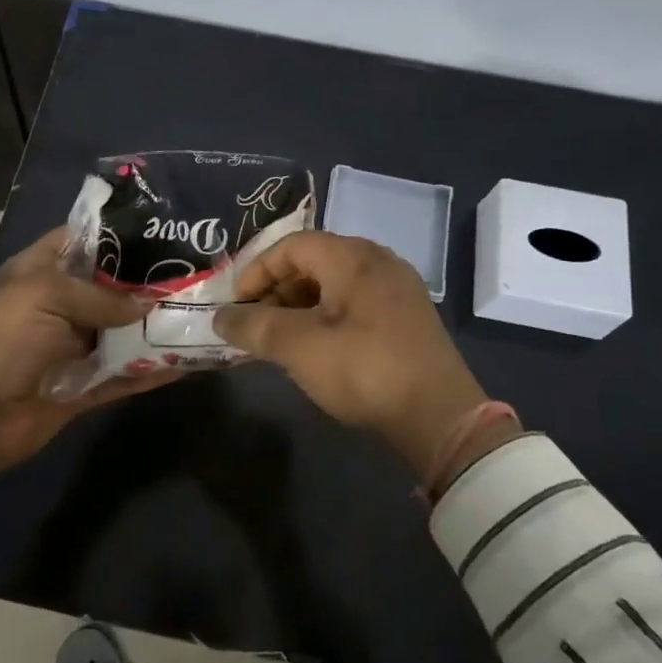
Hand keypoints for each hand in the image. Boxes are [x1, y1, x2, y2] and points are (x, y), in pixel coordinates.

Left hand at [0, 228, 180, 491]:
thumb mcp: (45, 296)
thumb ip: (101, 296)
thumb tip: (150, 304)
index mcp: (44, 270)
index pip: (88, 240)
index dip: (124, 234)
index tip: (169, 231)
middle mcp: (63, 304)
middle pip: (115, 288)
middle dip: (153, 283)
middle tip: (202, 275)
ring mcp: (74, 347)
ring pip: (126, 332)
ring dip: (159, 328)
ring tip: (207, 316)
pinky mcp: (84, 386)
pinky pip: (126, 375)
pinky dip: (153, 371)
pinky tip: (190, 364)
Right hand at [215, 231, 516, 488]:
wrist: (441, 416)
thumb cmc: (364, 370)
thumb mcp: (299, 347)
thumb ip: (255, 327)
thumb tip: (221, 317)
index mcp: (352, 257)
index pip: (291, 246)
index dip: (256, 270)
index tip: (235, 304)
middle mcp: (378, 261)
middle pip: (313, 260)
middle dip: (276, 289)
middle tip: (255, 322)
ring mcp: (398, 288)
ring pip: (334, 283)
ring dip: (300, 304)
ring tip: (280, 338)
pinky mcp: (408, 316)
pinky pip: (355, 301)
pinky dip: (326, 315)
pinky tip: (318, 346)